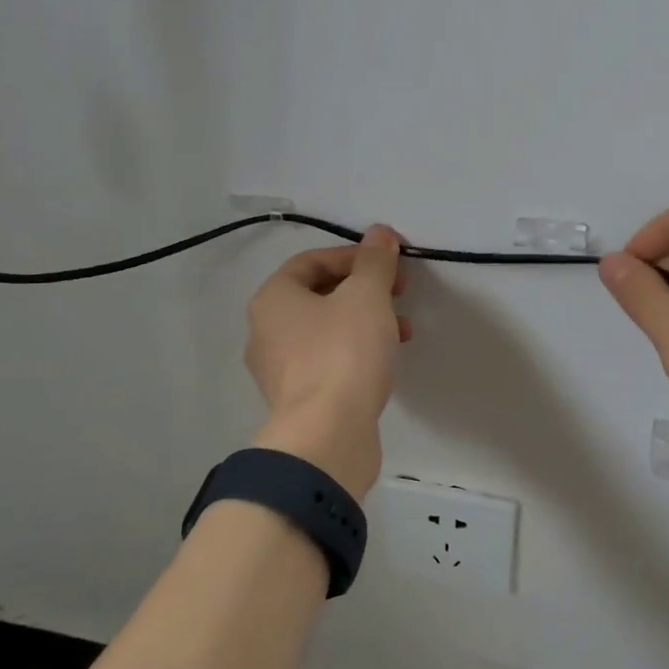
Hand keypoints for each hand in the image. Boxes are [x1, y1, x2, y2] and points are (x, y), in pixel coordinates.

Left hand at [245, 224, 409, 499]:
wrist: (328, 435)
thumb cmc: (343, 353)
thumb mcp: (367, 295)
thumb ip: (375, 261)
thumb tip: (380, 233)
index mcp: (273, 299)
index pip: (312, 261)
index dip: (355, 255)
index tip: (391, 263)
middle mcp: (266, 332)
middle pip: (319, 295)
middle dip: (364, 290)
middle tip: (399, 294)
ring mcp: (279, 370)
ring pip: (326, 330)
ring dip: (365, 322)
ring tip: (402, 331)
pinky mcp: (297, 400)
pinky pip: (328, 362)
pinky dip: (356, 353)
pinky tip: (384, 361)